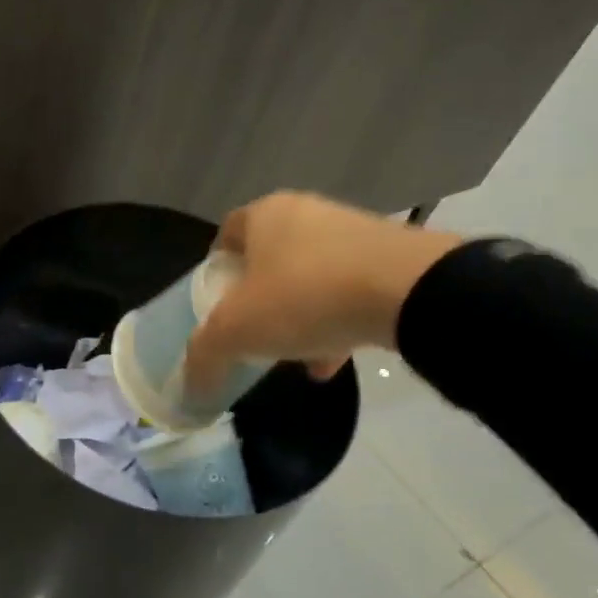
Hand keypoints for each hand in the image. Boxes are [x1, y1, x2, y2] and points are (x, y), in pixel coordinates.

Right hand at [184, 192, 460, 391]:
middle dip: (258, 298)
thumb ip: (204, 354)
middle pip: (269, 258)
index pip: (226, 235)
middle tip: (251, 332)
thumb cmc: (304, 295)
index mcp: (264, 215)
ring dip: (298, 315)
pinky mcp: (391, 258)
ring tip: (292, 355)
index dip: (217, 270)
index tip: (215, 306)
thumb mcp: (236, 331)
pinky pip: (349, 292)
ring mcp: (353, 233)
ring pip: (310, 277)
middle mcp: (307, 213)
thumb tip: (188, 384)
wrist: (409, 290)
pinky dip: (335, 323)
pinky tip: (330, 363)